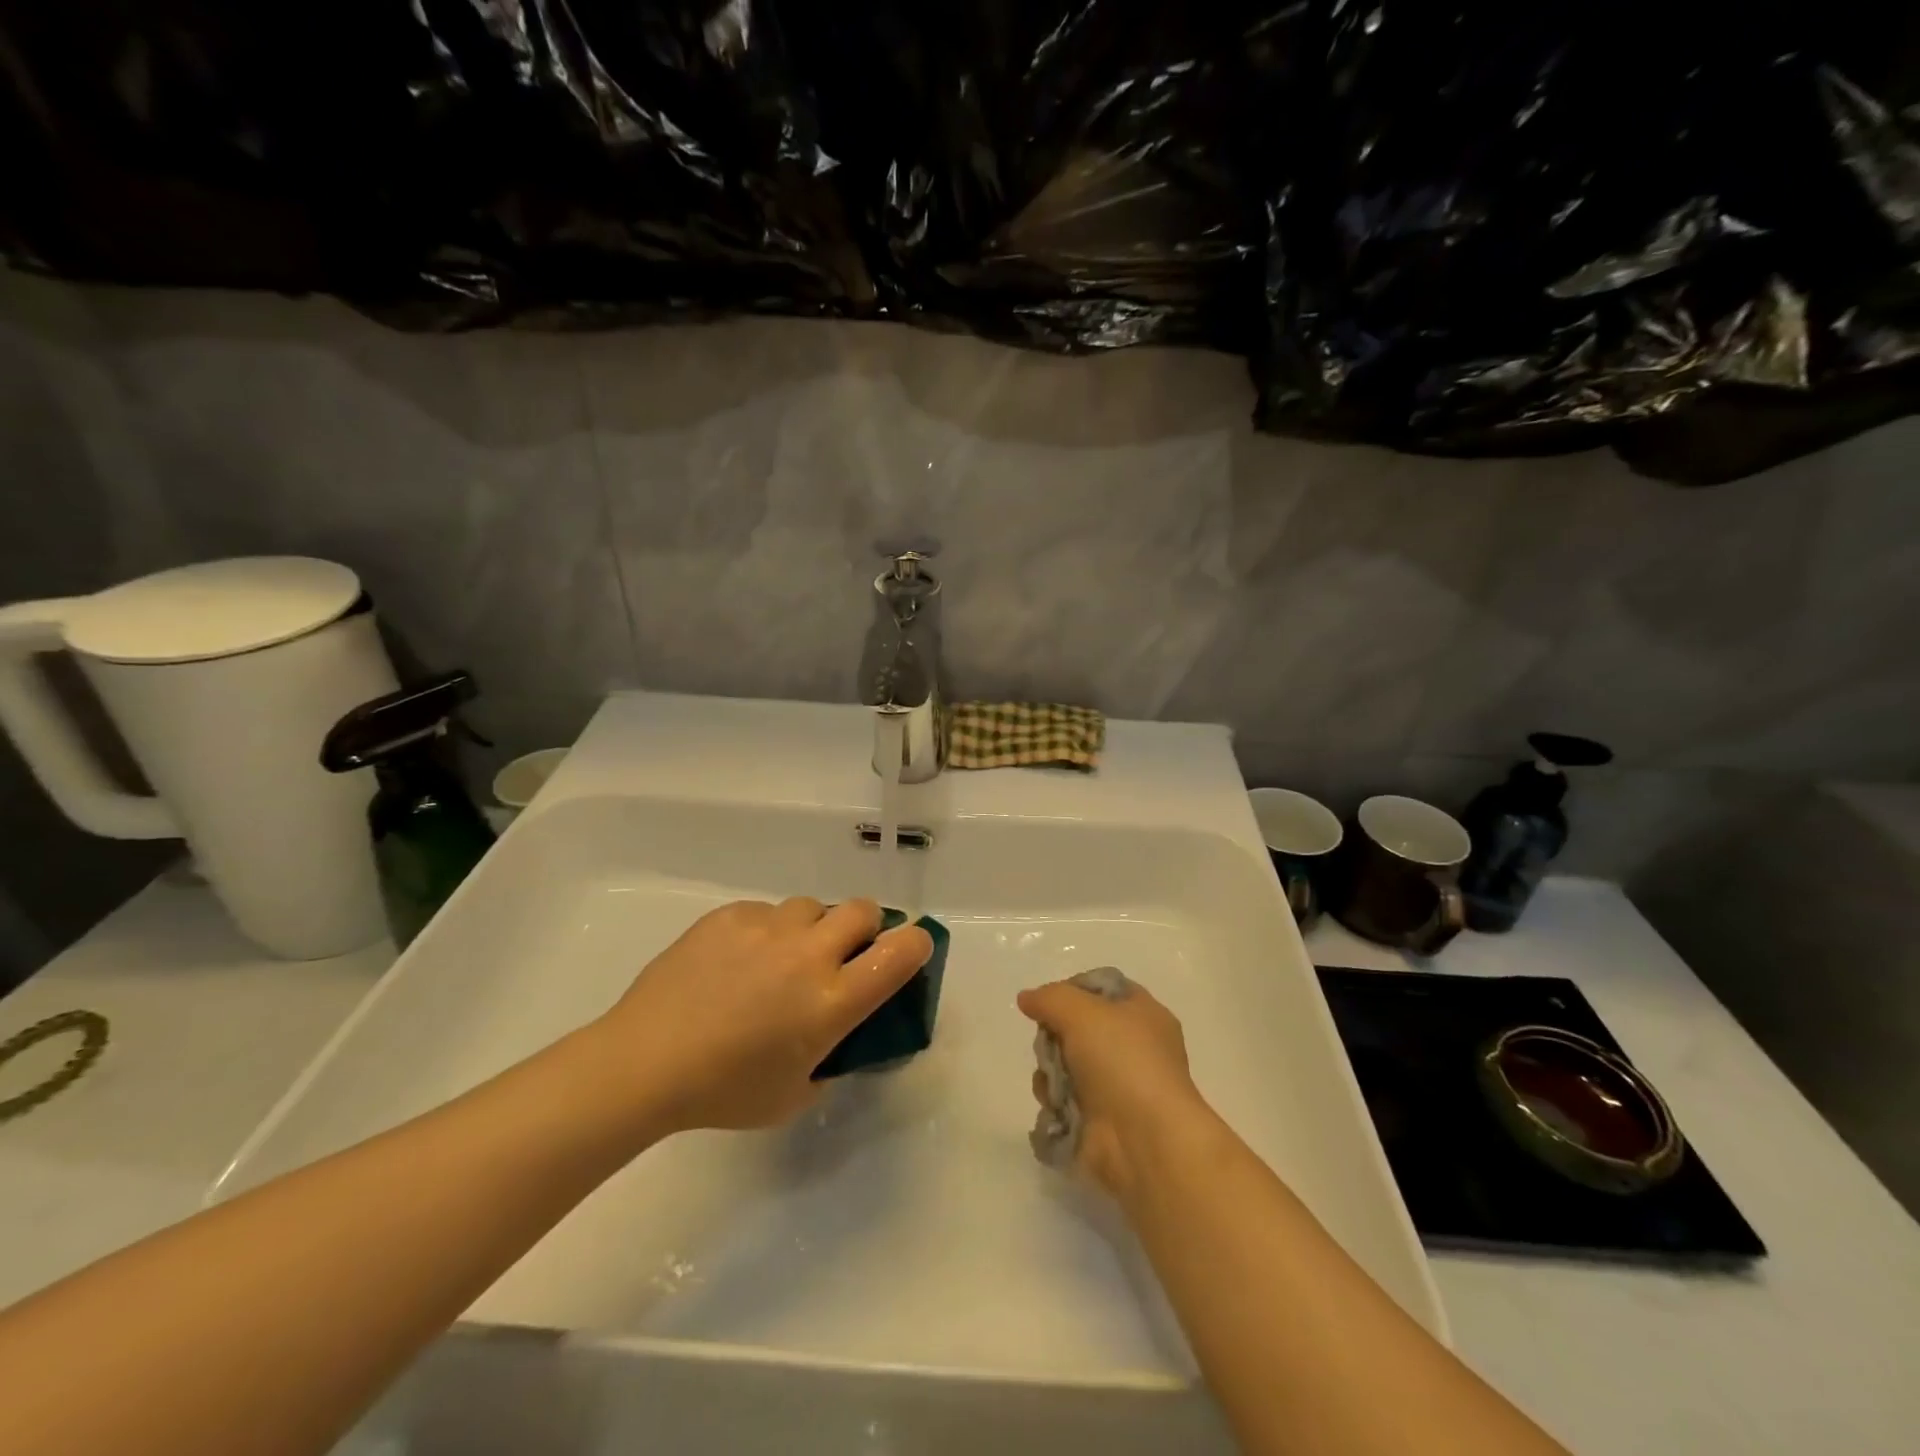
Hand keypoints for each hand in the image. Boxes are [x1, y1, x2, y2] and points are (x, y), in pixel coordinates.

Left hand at [595, 898, 932, 1135]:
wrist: (644, 1062)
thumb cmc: (724, 1092)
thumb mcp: (795, 1094)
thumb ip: (831, 1059)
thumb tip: (838, 1035)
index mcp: (832, 1001)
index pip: (901, 953)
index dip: (916, 945)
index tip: (910, 951)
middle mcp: (809, 954)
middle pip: (863, 911)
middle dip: (864, 929)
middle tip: (841, 956)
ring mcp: (768, 928)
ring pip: (812, 907)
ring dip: (810, 929)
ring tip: (779, 959)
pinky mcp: (731, 915)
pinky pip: (765, 912)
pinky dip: (764, 932)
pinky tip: (734, 962)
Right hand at [1017, 978, 1214, 1197]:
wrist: (1144, 1140)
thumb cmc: (1122, 1062)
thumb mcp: (1082, 1012)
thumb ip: (1049, 998)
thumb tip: (1027, 998)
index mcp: (1143, 1014)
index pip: (1102, 988)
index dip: (1072, 989)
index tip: (1049, 1001)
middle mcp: (1133, 1047)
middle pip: (1077, 1026)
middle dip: (1055, 1035)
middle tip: (1051, 1043)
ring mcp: (1117, 1085)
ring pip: (1066, 1063)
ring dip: (1050, 1070)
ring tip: (1054, 1082)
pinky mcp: (1100, 1118)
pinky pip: (1064, 1098)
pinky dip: (1055, 1099)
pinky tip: (1057, 1105)